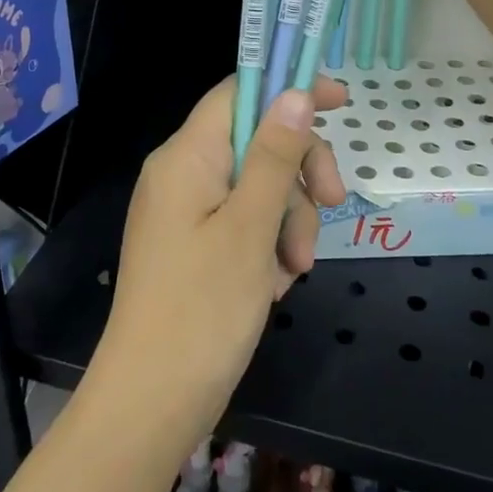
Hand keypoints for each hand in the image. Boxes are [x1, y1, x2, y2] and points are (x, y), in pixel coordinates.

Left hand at [95, 77, 348, 443]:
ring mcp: (186, 211)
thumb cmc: (202, 309)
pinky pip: (243, 223)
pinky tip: (274, 283)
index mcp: (186, 156)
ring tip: (292, 270)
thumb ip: (274, 154)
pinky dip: (268, 244)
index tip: (341, 101)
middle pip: (257, 141)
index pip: (239, 92)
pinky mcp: (194, 245)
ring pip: (258, 186)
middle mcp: (182, 173)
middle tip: (333, 204)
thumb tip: (295, 92)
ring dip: (288, 220)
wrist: (152, 402)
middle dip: (298, 174)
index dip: (289, 89)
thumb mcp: (251, 226)